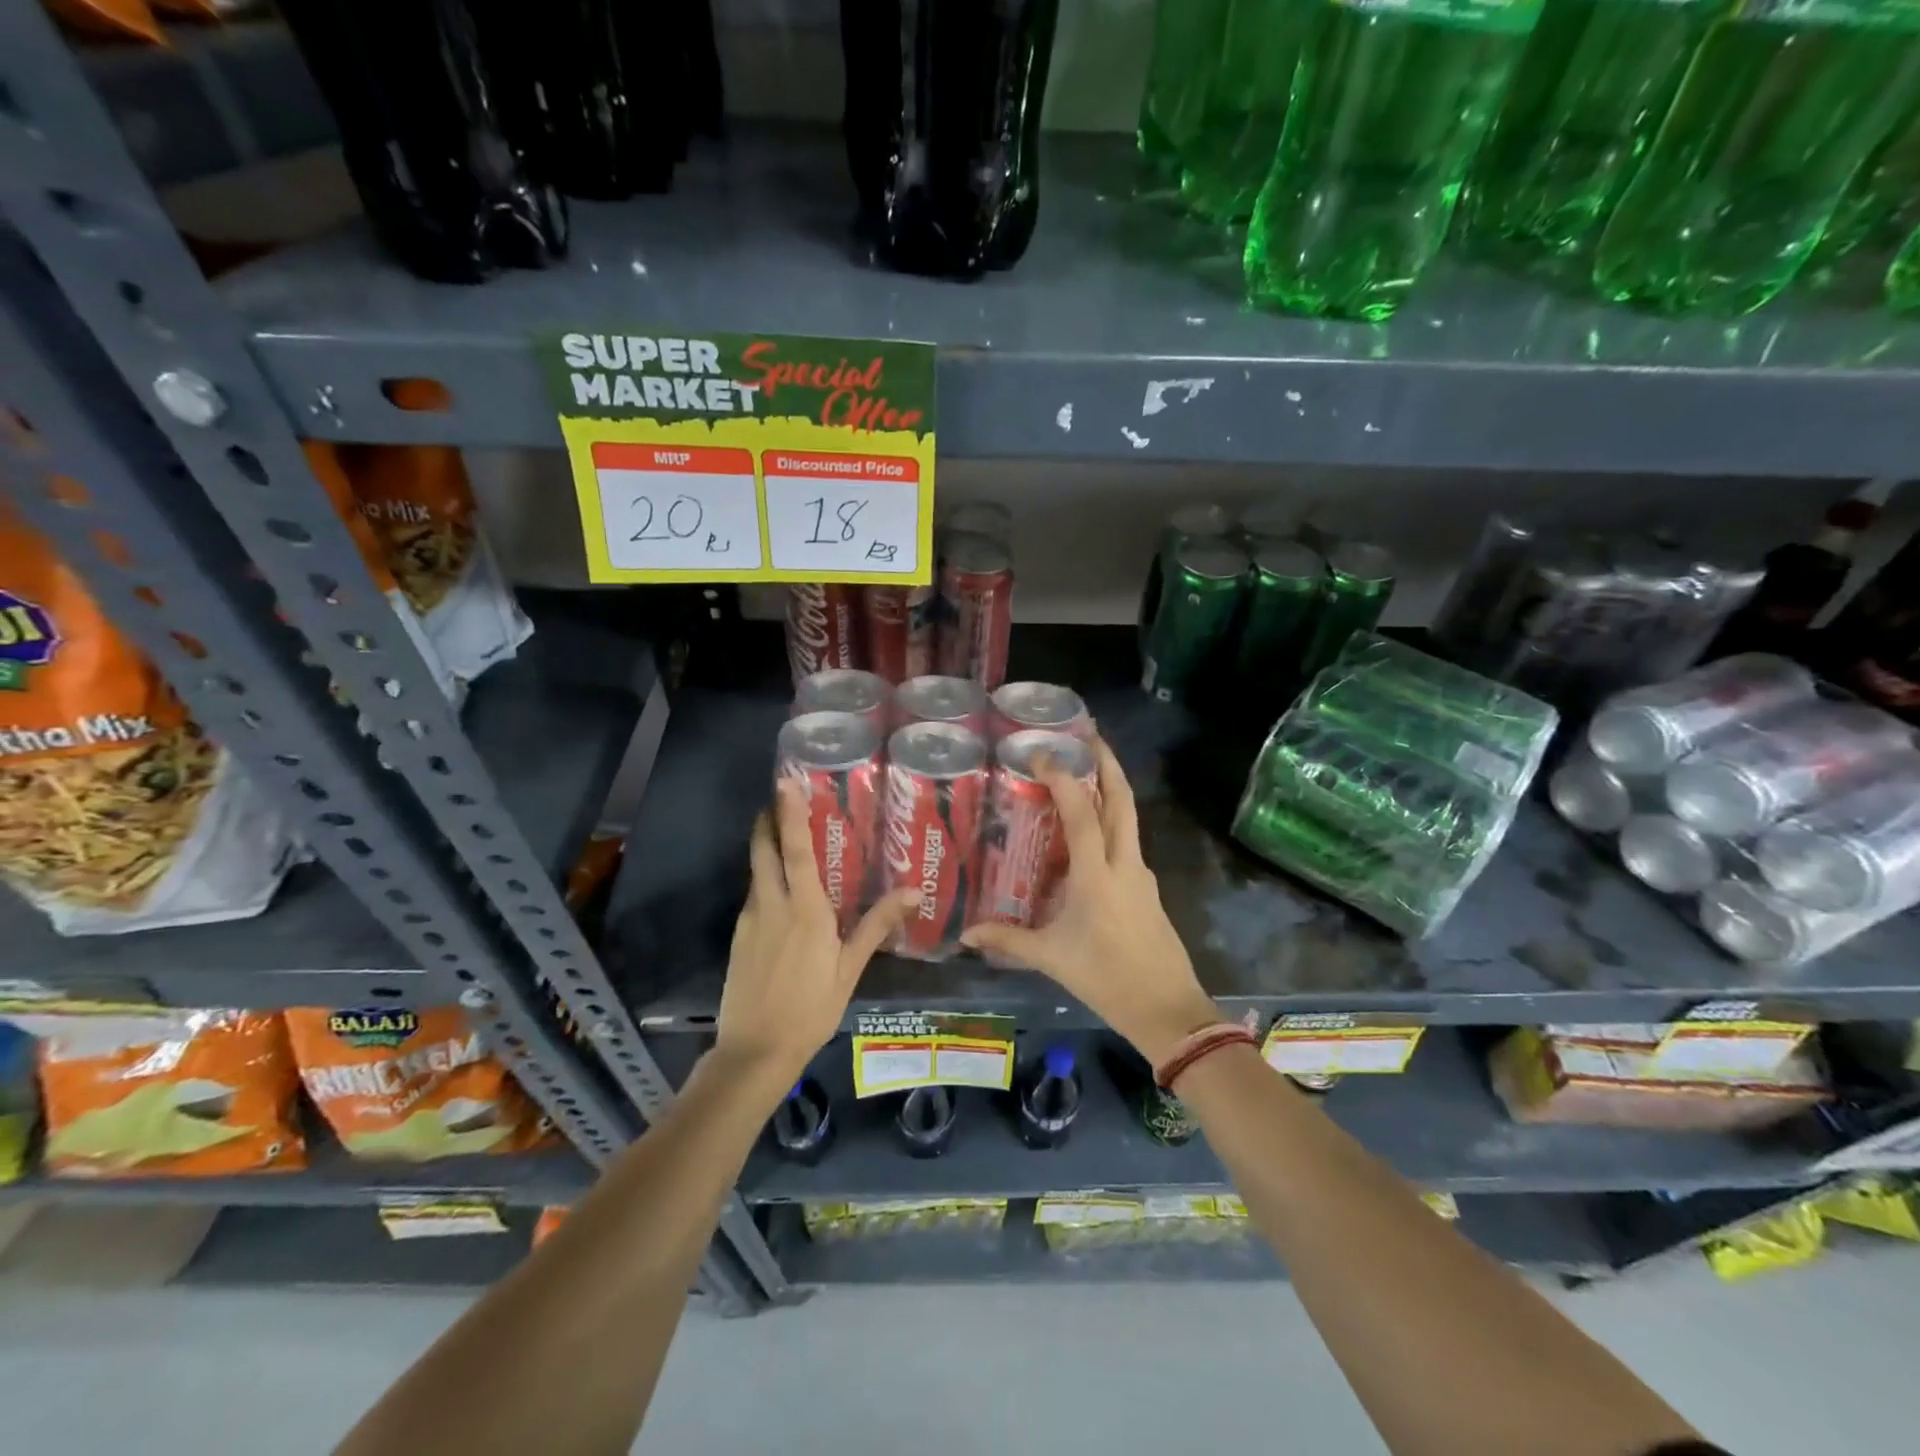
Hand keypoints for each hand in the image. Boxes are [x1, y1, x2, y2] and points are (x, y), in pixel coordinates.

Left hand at [715, 779, 915, 1089]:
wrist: (755, 1051)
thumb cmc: (812, 1008)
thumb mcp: (850, 968)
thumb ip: (877, 925)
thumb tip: (915, 892)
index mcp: (804, 908)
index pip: (794, 849)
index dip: (789, 813)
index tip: (784, 782)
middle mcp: (771, 904)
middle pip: (763, 850)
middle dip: (768, 819)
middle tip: (780, 797)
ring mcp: (750, 920)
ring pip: (756, 871)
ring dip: (765, 846)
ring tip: (785, 835)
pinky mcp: (739, 936)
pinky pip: (754, 895)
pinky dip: (765, 878)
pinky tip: (781, 892)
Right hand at [962, 739, 1218, 1064]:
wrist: (1168, 1009)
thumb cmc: (1107, 979)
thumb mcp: (1052, 958)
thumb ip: (1008, 940)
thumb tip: (965, 934)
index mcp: (1098, 875)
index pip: (1083, 813)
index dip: (1063, 779)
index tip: (1043, 753)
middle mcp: (1125, 863)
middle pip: (1122, 800)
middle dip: (1107, 763)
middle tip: (1087, 737)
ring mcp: (1141, 874)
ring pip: (1129, 818)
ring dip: (1111, 790)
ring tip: (1083, 776)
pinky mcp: (1147, 888)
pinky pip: (1127, 842)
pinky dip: (1111, 823)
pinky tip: (1089, 836)